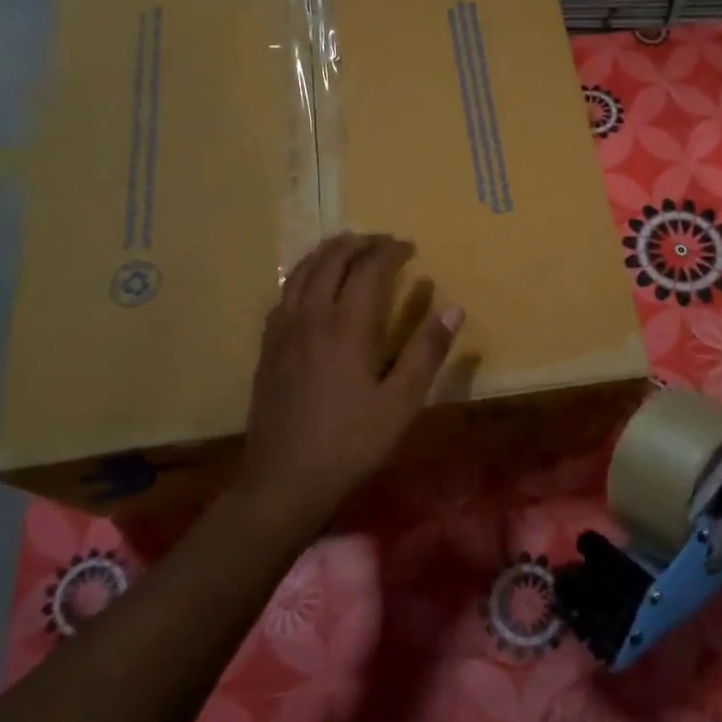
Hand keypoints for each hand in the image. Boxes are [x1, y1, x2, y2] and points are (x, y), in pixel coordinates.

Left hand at [243, 233, 461, 525]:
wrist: (285, 478)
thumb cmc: (352, 442)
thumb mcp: (402, 402)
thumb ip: (427, 352)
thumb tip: (453, 308)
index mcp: (347, 326)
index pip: (369, 269)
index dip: (390, 251)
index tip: (409, 246)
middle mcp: (311, 316)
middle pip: (331, 260)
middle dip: (358, 243)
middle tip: (381, 243)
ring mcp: (283, 329)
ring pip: (302, 271)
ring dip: (327, 252)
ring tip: (347, 248)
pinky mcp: (268, 346)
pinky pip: (285, 293)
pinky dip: (303, 274)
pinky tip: (311, 286)